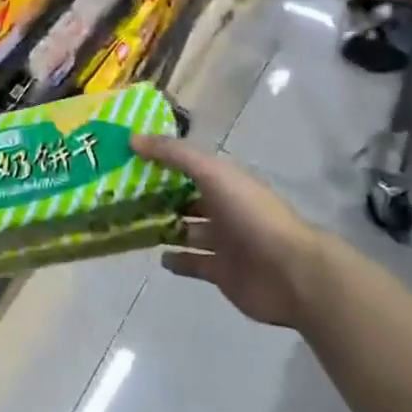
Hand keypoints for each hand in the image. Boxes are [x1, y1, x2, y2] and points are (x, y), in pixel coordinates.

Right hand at [133, 136, 324, 327]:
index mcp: (224, 181)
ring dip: (163, 226)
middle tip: (121, 193)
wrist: (291, 273)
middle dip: (158, 195)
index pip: (187, 165)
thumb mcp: (211, 173)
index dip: (161, 160)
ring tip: (130, 223)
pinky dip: (176, 260)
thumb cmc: (251, 214)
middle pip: (185, 198)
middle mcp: (224, 208)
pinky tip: (157, 256)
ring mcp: (223, 241)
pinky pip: (192, 262)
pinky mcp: (221, 272)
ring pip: (186, 230)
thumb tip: (132, 138)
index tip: (128, 157)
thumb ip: (173, 154)